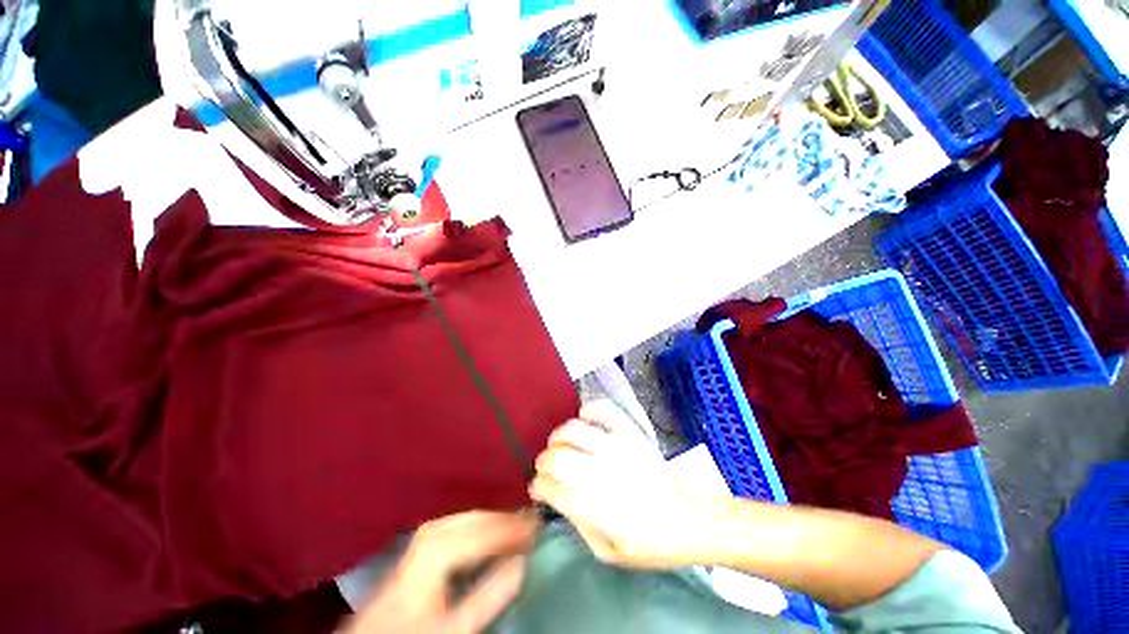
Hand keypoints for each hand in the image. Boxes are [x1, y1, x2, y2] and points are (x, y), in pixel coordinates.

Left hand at [345, 511, 538, 633]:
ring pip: (471, 519)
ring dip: (496, 523)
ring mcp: (427, 535)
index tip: (540, 529)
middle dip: (507, 522)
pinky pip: (461, 525)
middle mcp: (434, 532)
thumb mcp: (454, 624)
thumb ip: (490, 594)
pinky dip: (481, 527)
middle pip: (480, 519)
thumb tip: (523, 563)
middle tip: (533, 527)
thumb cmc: (417, 631)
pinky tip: (490, 535)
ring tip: (517, 529)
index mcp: (440, 547)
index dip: (516, 529)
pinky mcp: (424, 542)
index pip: (488, 530)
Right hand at [529, 399, 726, 568]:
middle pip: (558, 457)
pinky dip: (589, 410)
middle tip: (547, 469)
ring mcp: (619, 448)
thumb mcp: (608, 552)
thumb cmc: (649, 542)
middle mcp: (605, 475)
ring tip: (560, 445)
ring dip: (559, 437)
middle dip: (544, 462)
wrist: (690, 518)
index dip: (538, 487)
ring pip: (574, 430)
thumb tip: (556, 497)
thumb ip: (578, 524)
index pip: (552, 488)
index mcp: (598, 510)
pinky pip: (604, 409)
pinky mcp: (631, 433)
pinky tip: (585, 420)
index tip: (538, 489)